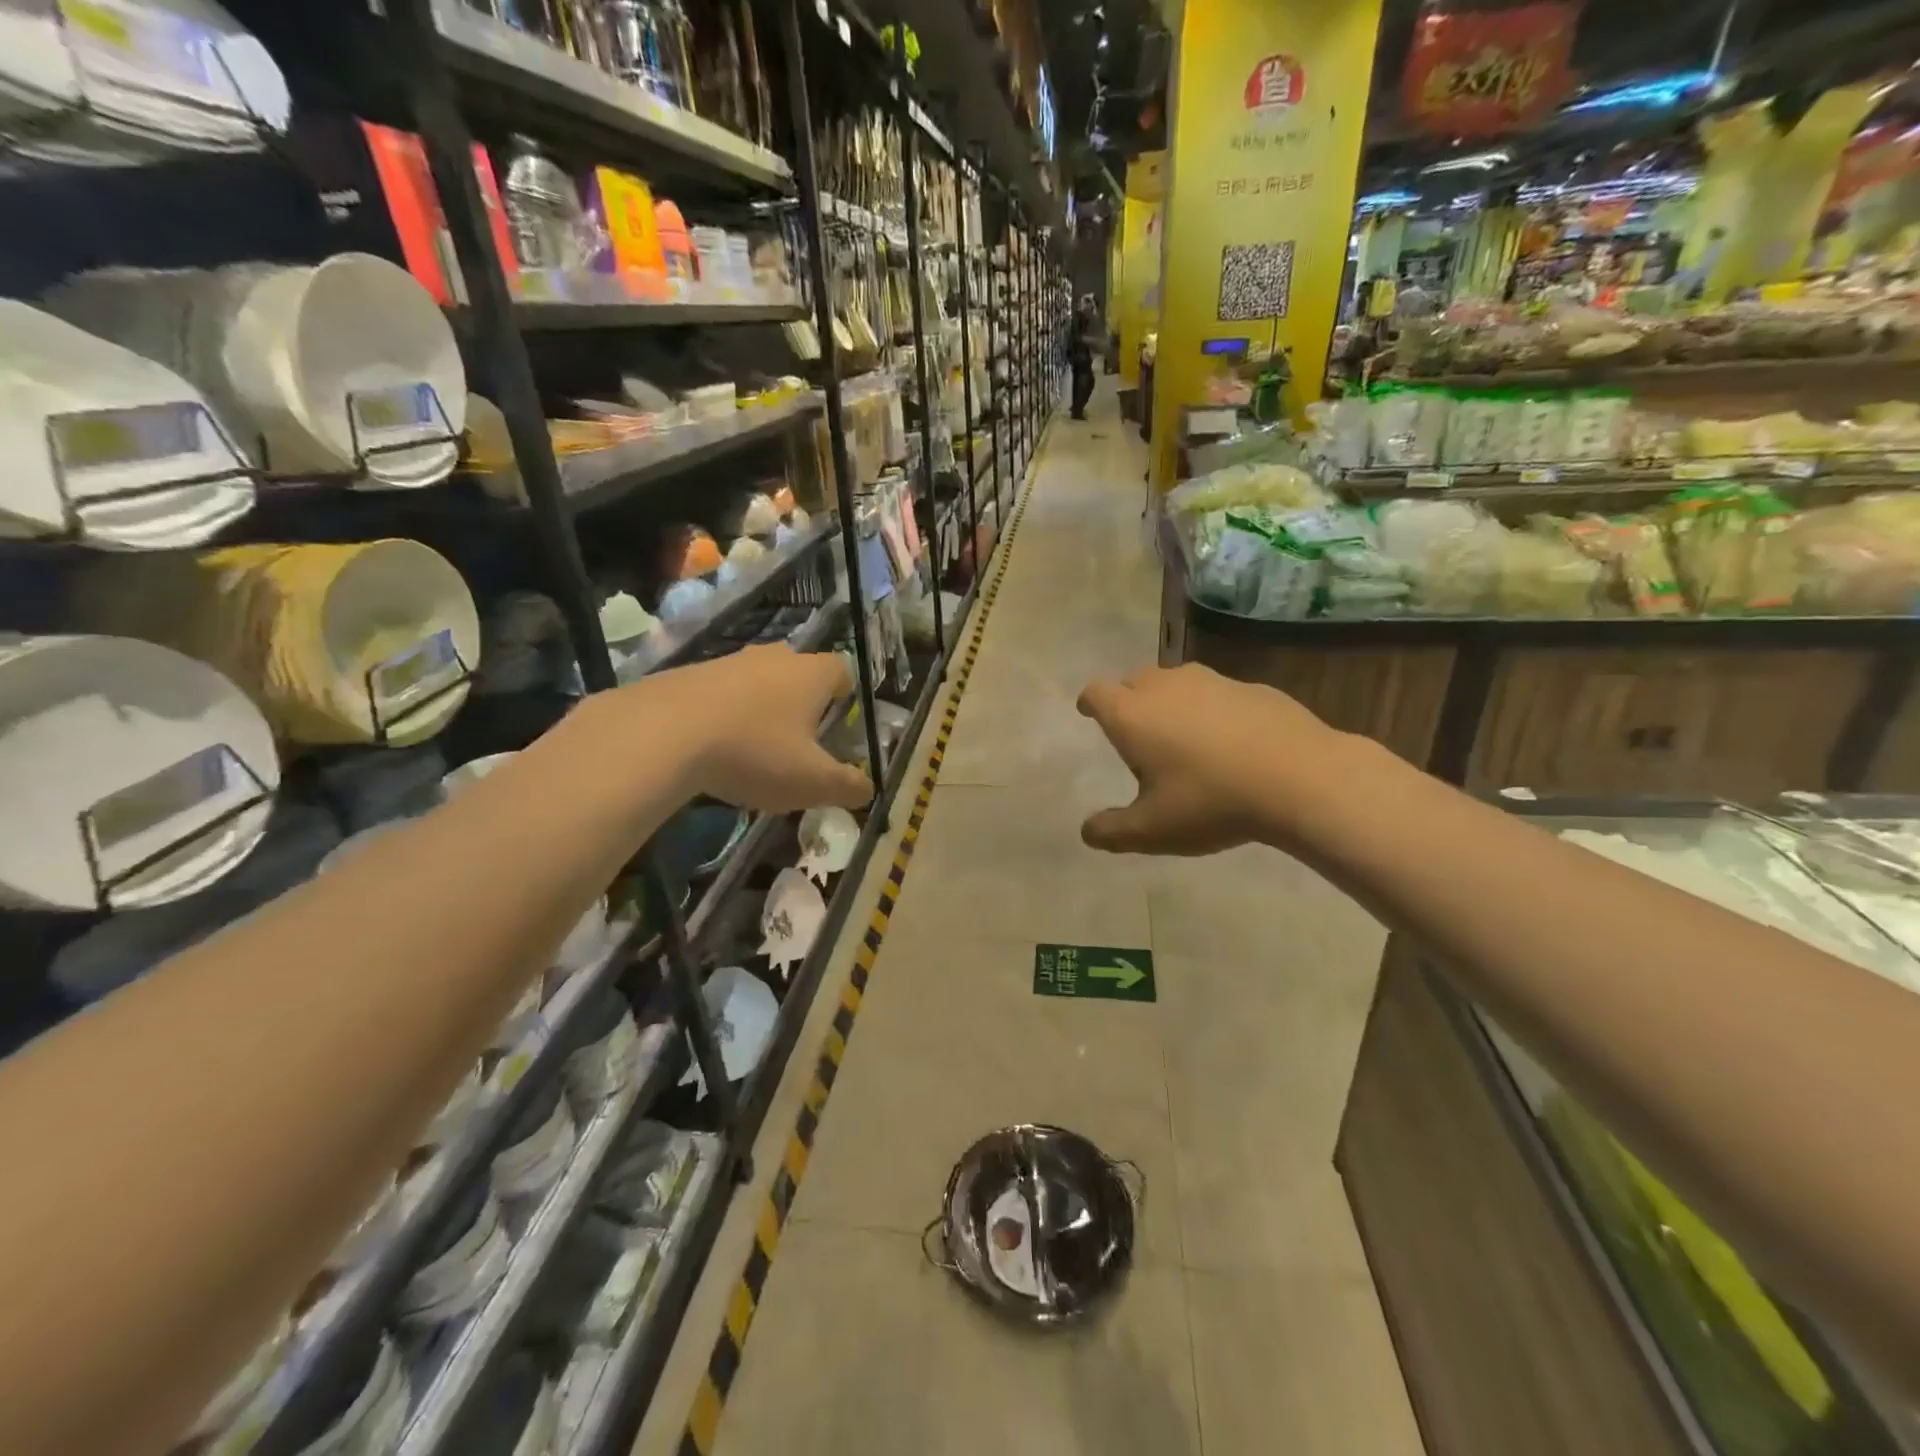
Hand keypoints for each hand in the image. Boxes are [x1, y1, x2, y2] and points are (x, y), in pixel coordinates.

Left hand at [622, 645, 873, 813]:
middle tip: (799, 739)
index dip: (845, 693)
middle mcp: (773, 658)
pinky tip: (712, 750)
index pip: (841, 669)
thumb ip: (847, 787)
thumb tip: (867, 790)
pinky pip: (719, 693)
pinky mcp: (688, 675)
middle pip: (798, 671)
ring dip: (760, 709)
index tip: (839, 719)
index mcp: (810, 675)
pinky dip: (723, 715)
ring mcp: (727, 662)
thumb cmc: (755, 753)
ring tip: (753, 751)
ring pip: (756, 681)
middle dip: (802, 702)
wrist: (662, 734)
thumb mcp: (812, 782)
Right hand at [1076, 664, 1344, 855]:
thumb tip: (1087, 831)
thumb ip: (1112, 831)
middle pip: (1133, 680)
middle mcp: (1165, 686)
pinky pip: (1216, 693)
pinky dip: (1210, 709)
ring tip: (1183, 736)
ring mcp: (1211, 680)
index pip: (1096, 692)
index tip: (1089, 714)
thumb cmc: (1211, 801)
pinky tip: (1230, 741)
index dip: (1089, 703)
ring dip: (1170, 702)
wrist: (1300, 777)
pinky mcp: (1250, 686)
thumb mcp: (1152, 830)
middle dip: (1128, 700)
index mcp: (1132, 714)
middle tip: (1137, 733)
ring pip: (1176, 682)